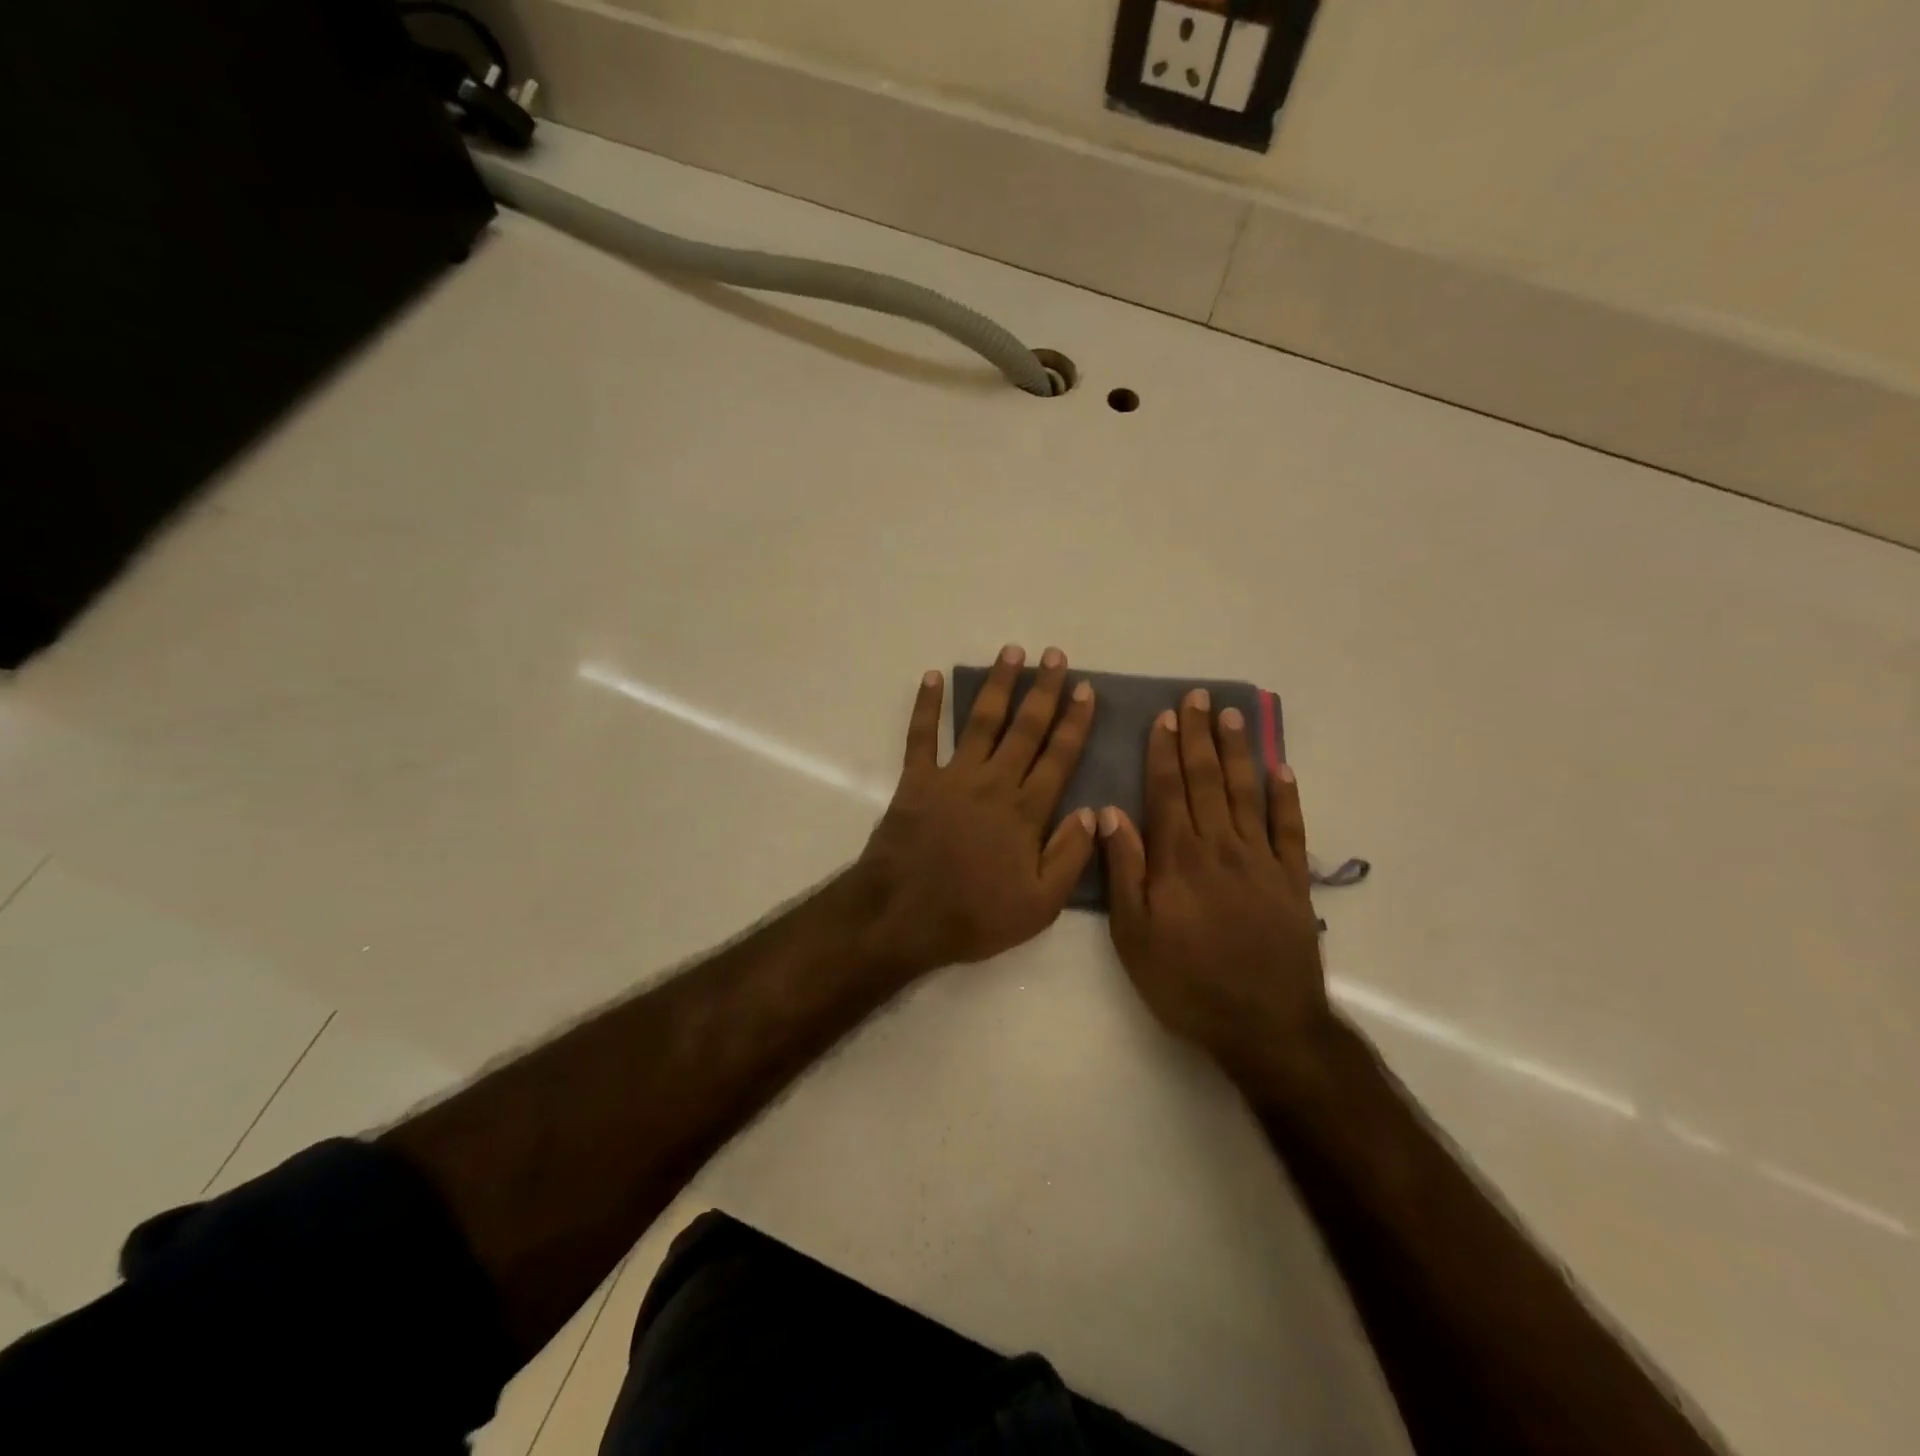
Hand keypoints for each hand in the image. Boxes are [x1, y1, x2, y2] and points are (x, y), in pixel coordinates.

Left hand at [858, 645, 1097, 975]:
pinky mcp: (916, 780)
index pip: (1059, 757)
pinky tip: (932, 676)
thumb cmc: (974, 915)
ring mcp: (953, 777)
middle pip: (1025, 728)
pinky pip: (921, 736)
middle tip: (1055, 656)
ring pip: (981, 720)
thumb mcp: (1040, 905)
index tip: (1084, 690)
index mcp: (1026, 811)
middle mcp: (994, 782)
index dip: (1074, 722)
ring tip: (1012, 652)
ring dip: (998, 685)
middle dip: (1043, 690)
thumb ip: (1070, 857)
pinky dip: (926, 706)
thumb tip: (1094, 812)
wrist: (903, 916)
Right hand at [1098, 689, 1332, 1088]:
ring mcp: (1262, 861)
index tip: (1164, 716)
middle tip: (1198, 698)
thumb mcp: (1134, 935)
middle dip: (1199, 736)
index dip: (1164, 752)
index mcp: (1179, 858)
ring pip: (1247, 793)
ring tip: (1232, 716)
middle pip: (1207, 780)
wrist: (1264, 1025)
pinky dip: (1286, 797)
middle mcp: (1221, 847)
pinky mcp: (1292, 880)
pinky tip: (1281, 769)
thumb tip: (1109, 814)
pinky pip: (1290, 828)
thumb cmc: (1187, 983)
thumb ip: (1124, 871)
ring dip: (1238, 752)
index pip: (1168, 791)